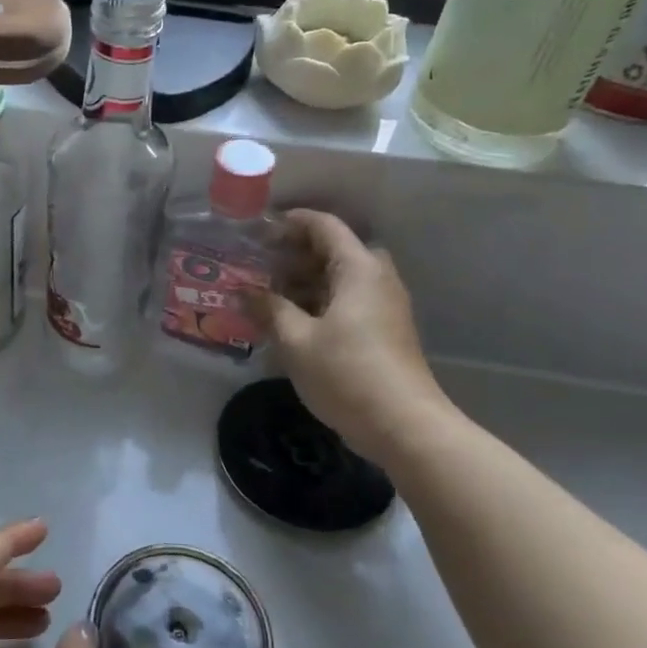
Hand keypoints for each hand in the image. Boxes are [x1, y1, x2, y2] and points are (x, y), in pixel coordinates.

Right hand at [258, 209, 454, 462]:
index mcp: (358, 269)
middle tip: (258, 265)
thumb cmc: (346, 374)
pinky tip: (290, 320)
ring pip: (340, 278)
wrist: (403, 425)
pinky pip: (347, 300)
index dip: (290, 222)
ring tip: (266, 294)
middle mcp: (376, 278)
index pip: (324, 226)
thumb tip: (243, 292)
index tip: (258, 231)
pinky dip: (318, 301)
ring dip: (304, 280)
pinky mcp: (384, 330)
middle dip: (294, 254)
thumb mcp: (296, 340)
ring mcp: (384, 305)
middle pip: (333, 250)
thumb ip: (268, 309)